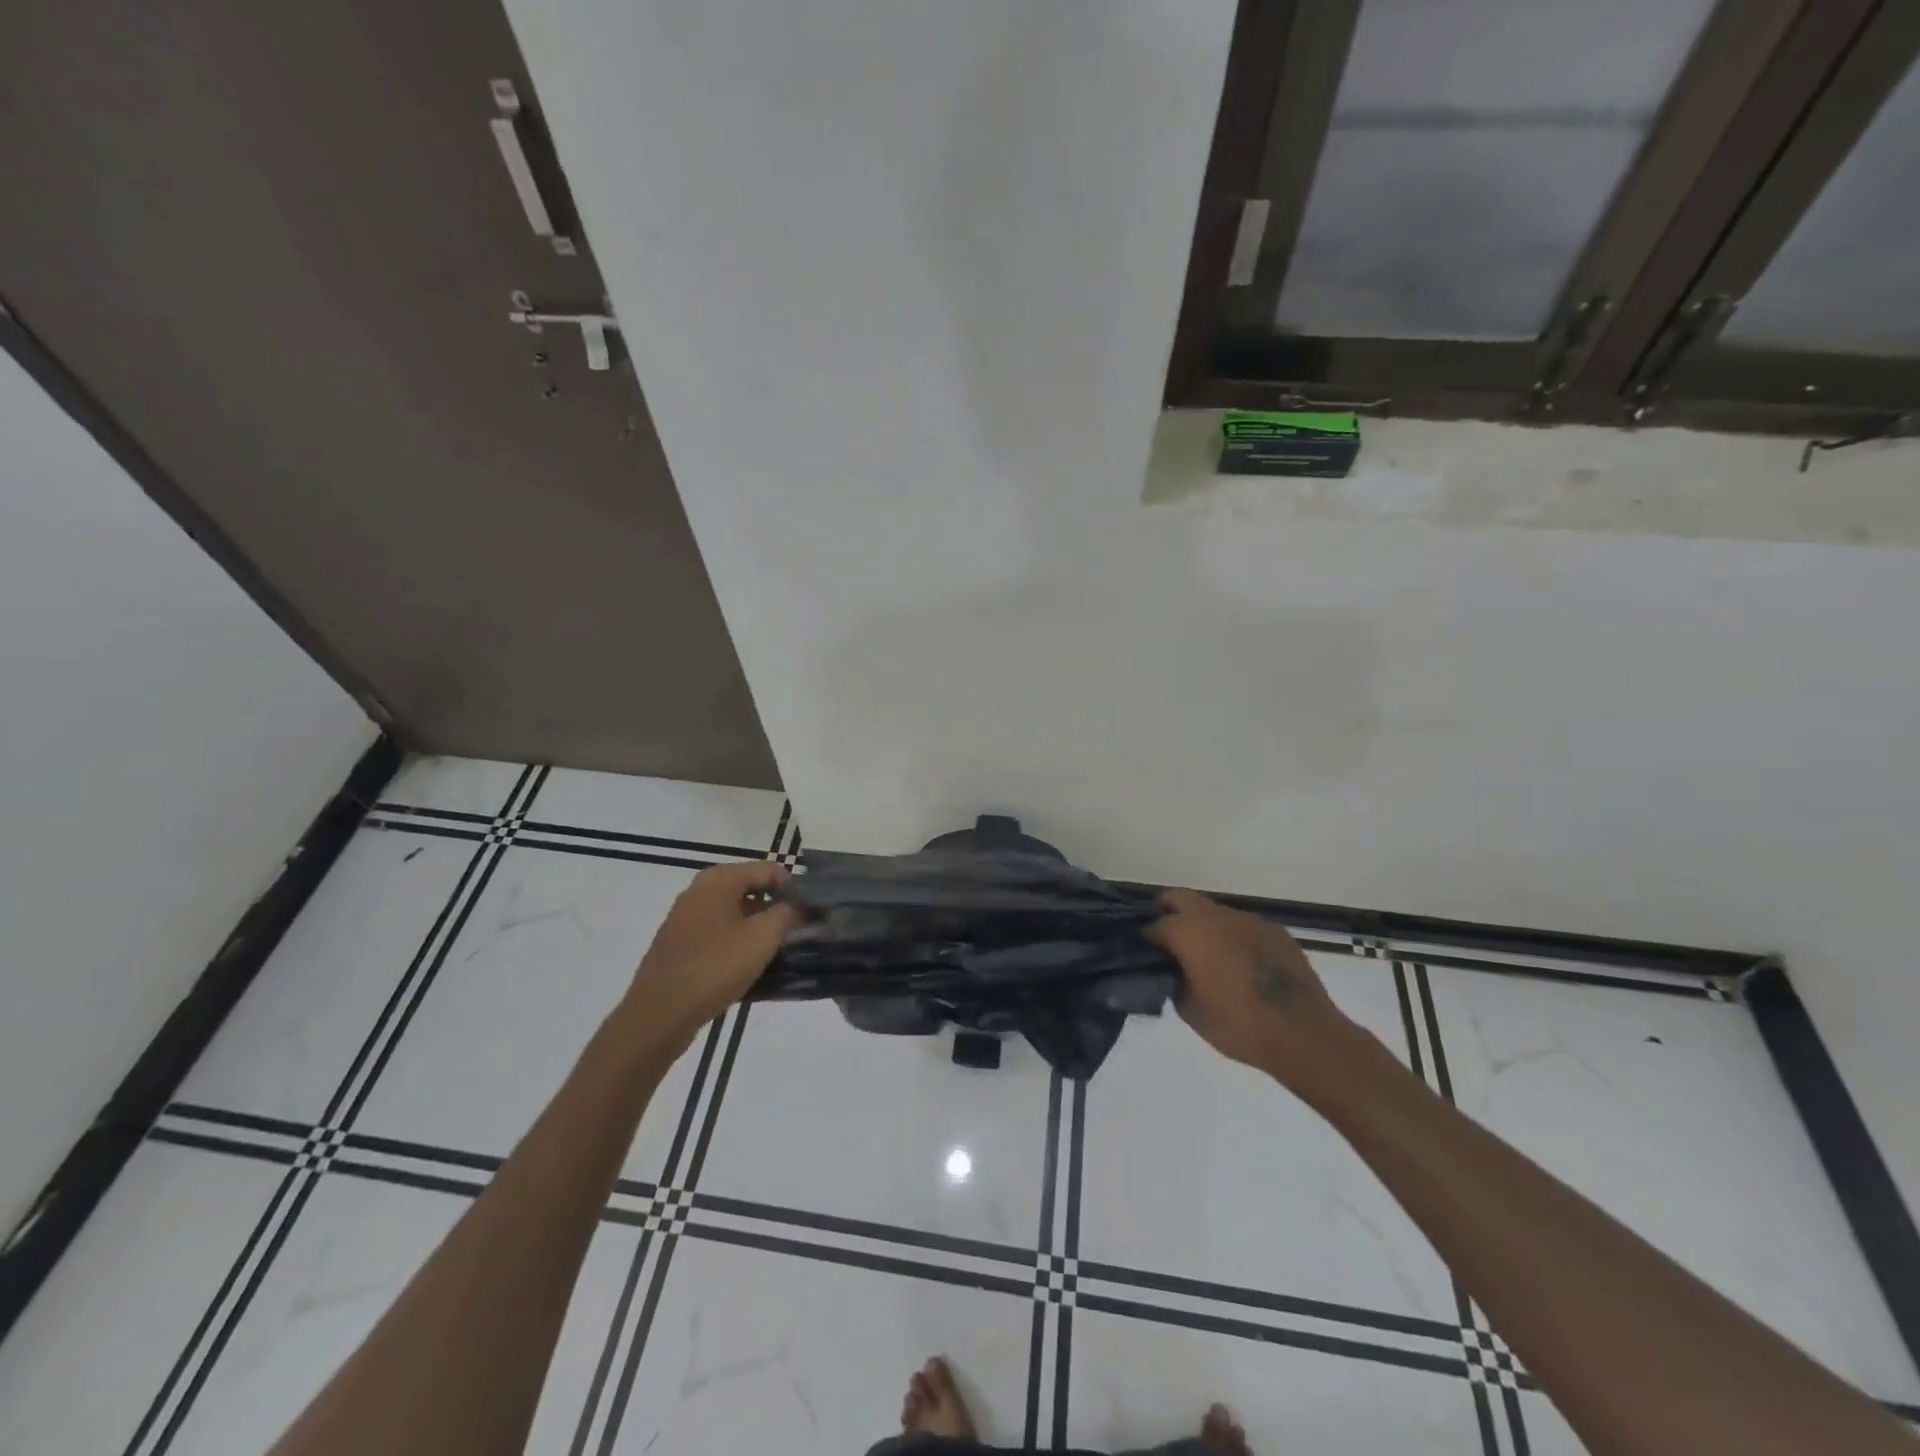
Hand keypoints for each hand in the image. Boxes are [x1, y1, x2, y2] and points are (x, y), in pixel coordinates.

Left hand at [624, 861, 799, 1046]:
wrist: (658, 1015)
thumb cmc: (714, 968)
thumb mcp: (762, 938)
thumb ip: (788, 914)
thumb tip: (802, 904)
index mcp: (718, 880)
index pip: (770, 870)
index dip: (794, 889)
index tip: (810, 914)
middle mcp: (700, 891)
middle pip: (752, 890)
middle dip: (777, 909)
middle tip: (799, 933)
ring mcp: (687, 918)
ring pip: (736, 914)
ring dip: (759, 929)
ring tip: (780, 952)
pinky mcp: (681, 945)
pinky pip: (720, 934)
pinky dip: (739, 944)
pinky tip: (752, 967)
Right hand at [1147, 889, 1358, 1091]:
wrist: (1304, 1034)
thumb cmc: (1239, 1025)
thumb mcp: (1190, 1011)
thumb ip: (1174, 981)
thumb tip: (1173, 971)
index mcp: (1189, 932)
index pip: (1156, 925)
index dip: (1147, 940)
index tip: (1146, 956)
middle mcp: (1216, 916)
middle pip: (1181, 899)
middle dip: (1169, 912)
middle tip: (1168, 941)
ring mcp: (1249, 920)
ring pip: (1214, 912)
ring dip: (1204, 926)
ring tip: (1208, 958)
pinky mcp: (1276, 931)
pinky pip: (1243, 927)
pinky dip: (1234, 938)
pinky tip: (1242, 966)